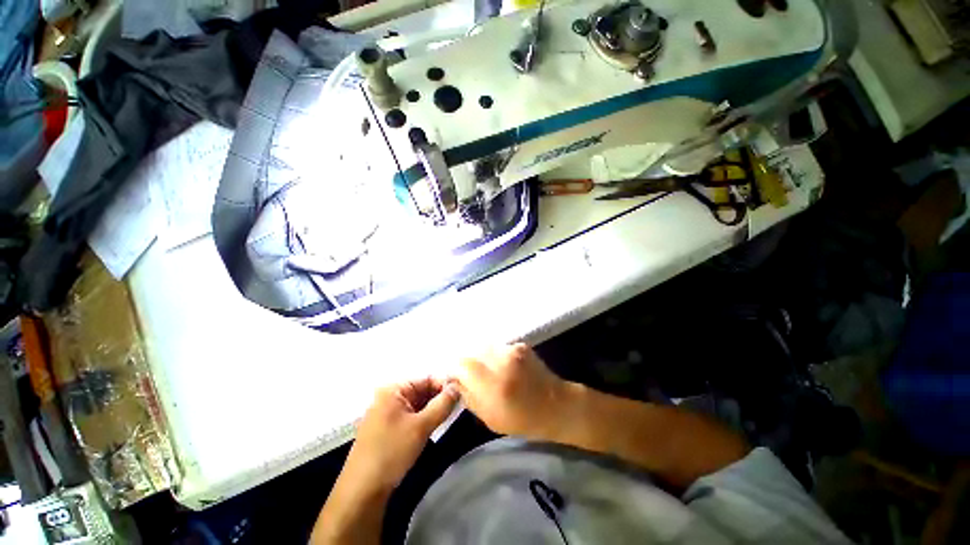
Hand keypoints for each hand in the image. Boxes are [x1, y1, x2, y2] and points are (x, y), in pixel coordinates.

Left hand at [342, 377, 459, 493]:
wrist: (361, 492)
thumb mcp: (421, 426)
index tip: (462, 394)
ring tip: (450, 416)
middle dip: (439, 398)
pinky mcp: (387, 429)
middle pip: (421, 390)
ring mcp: (386, 414)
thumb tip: (457, 387)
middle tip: (458, 406)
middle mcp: (388, 397)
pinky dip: (423, 419)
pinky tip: (434, 427)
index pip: (426, 379)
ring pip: (417, 405)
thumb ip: (442, 404)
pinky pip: (410, 417)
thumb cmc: (391, 452)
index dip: (444, 385)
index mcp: (393, 390)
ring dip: (432, 409)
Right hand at [454, 343, 579, 439]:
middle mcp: (501, 361)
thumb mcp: (489, 418)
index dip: (454, 369)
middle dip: (465, 362)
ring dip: (479, 357)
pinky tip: (499, 365)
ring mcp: (512, 350)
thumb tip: (454, 380)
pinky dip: (493, 355)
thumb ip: (469, 396)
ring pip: (483, 347)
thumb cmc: (522, 420)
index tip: (453, 376)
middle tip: (466, 373)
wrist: (556, 405)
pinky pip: (497, 347)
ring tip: (484, 370)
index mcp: (493, 384)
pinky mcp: (520, 345)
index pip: (461, 364)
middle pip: (471, 351)